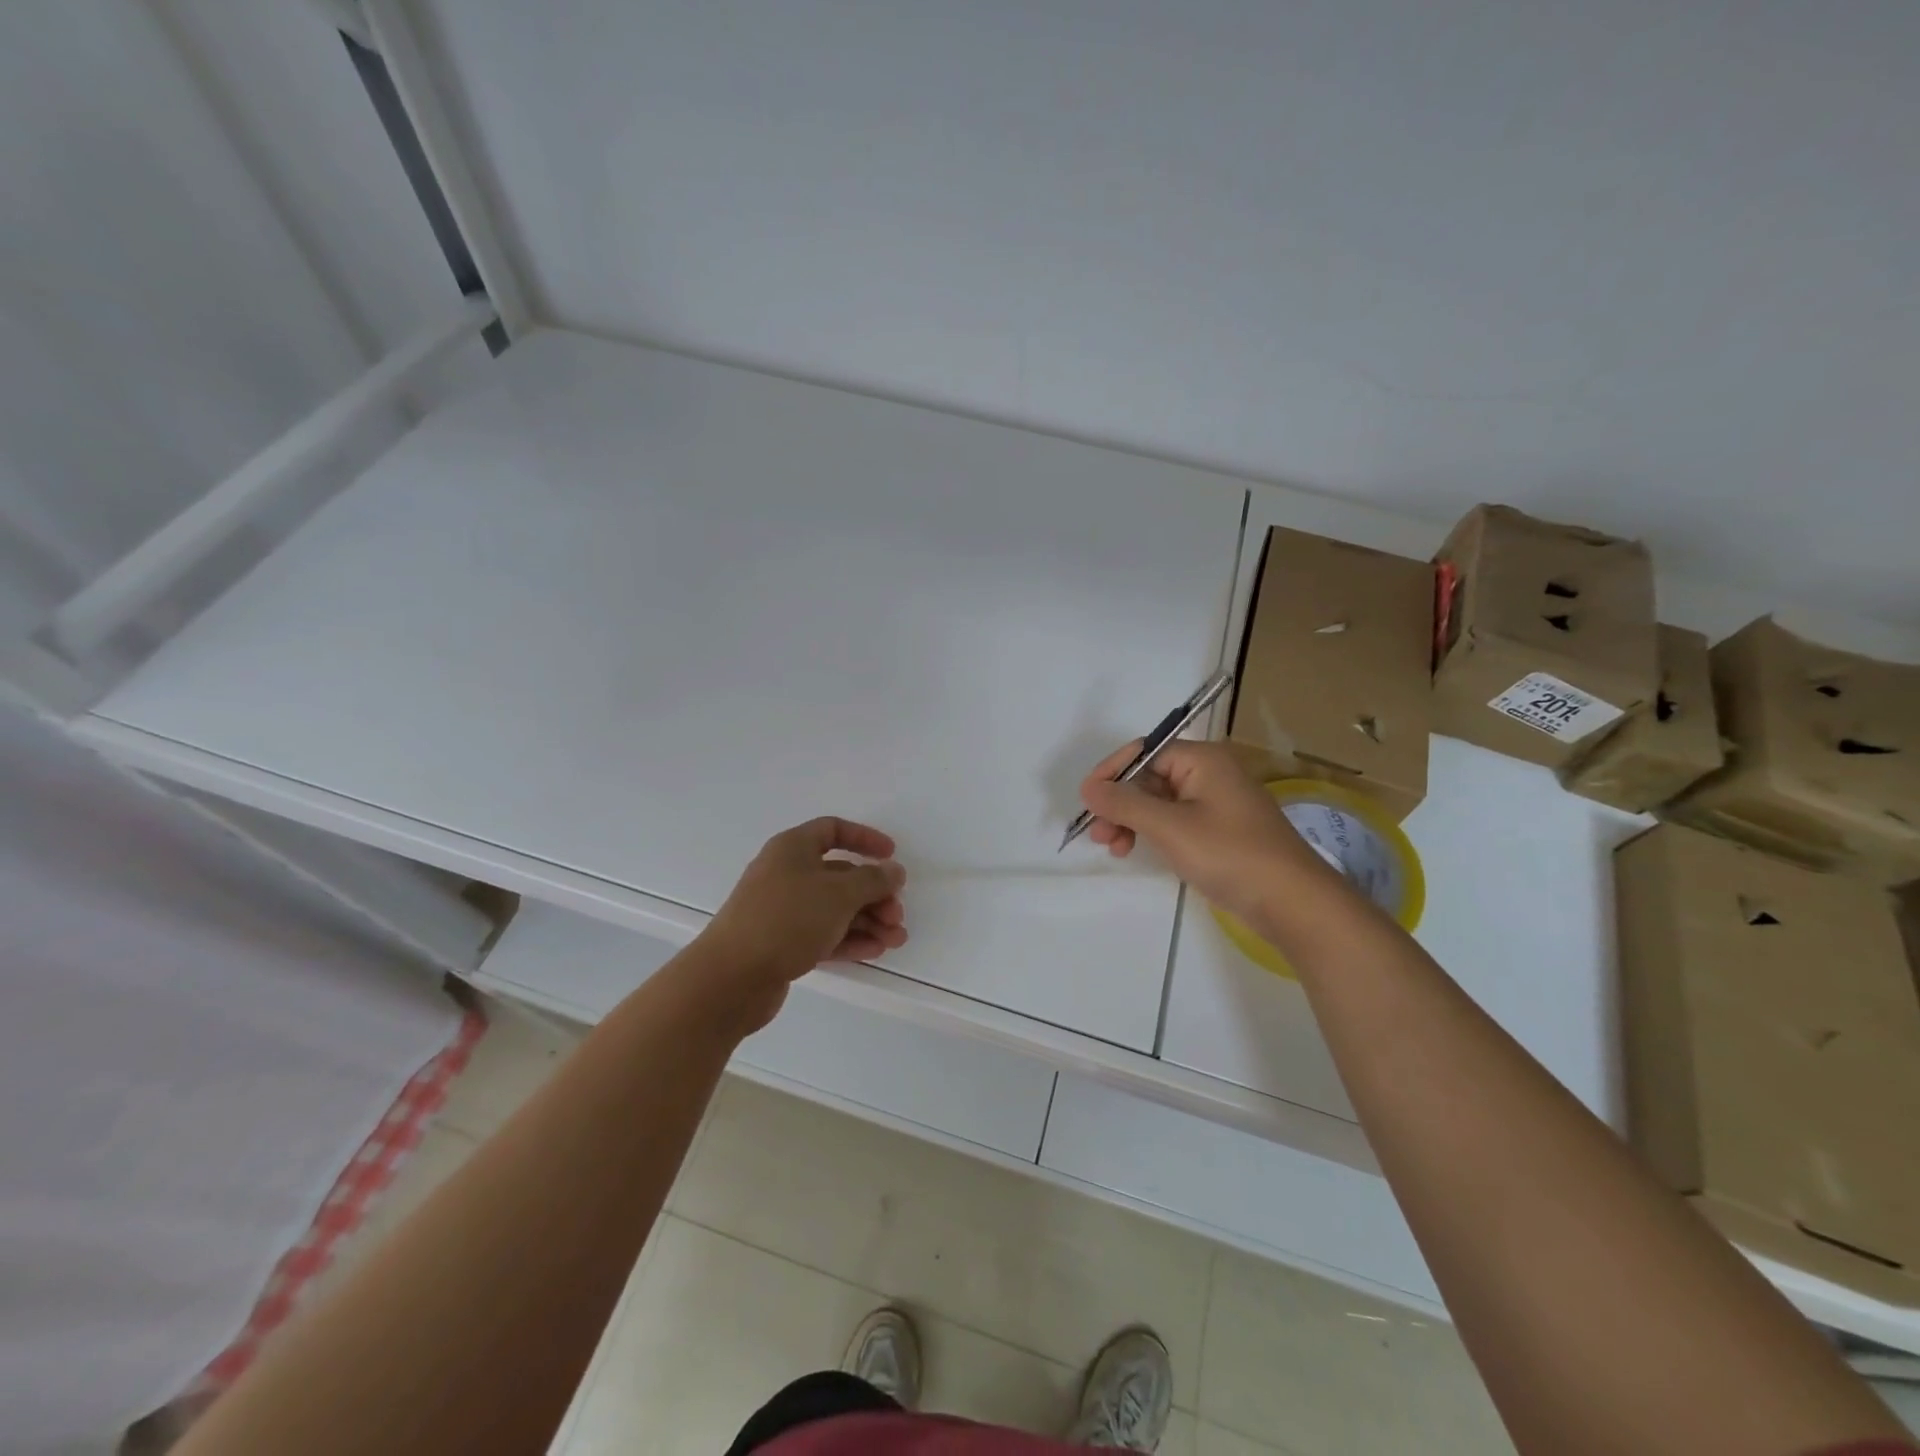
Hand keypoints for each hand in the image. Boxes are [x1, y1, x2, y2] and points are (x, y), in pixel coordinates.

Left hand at [702, 817, 907, 1015]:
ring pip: (834, 908)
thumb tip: (893, 870)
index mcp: (792, 849)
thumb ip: (873, 880)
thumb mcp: (839, 894)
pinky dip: (849, 939)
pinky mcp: (781, 943)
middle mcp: (786, 874)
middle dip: (873, 894)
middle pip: (839, 875)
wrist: (731, 977)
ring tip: (895, 940)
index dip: (864, 838)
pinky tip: (874, 951)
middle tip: (897, 915)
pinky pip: (823, 933)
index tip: (891, 855)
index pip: (832, 830)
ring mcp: (782, 910)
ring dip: (867, 921)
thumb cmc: (787, 919)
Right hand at [1079, 740, 1331, 922]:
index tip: (1087, 800)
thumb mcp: (1170, 827)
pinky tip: (1138, 851)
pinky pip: (1174, 821)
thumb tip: (1088, 788)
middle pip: (1149, 778)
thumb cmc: (1230, 854)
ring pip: (1159, 802)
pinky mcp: (1218, 831)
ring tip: (1114, 847)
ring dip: (1131, 820)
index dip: (1112, 773)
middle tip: (1098, 834)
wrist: (1292, 902)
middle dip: (1119, 803)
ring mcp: (1215, 803)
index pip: (1144, 752)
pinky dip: (1152, 833)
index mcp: (1202, 760)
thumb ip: (1125, 804)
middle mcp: (1209, 773)